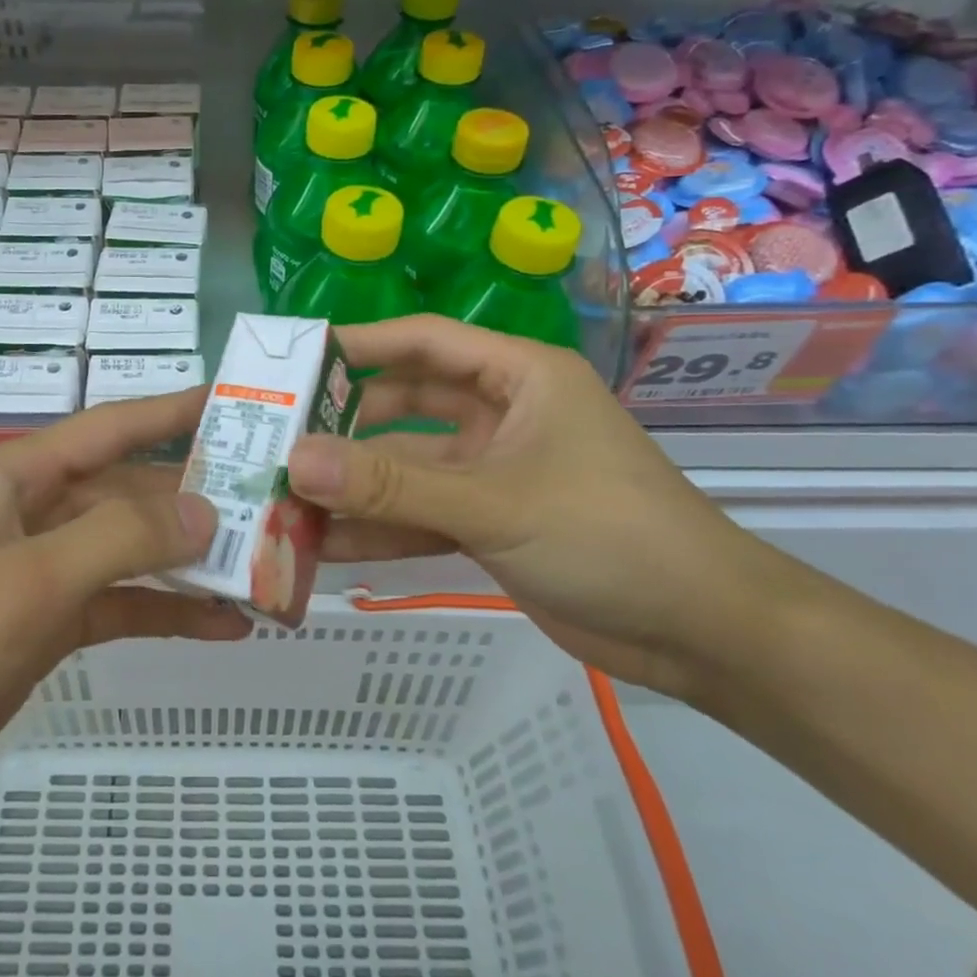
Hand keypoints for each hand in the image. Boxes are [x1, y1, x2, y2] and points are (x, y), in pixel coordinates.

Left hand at [0, 389, 248, 825]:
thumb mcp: (30, 582)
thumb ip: (121, 538)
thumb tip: (207, 511)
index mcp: (22, 478)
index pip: (112, 427)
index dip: (174, 411)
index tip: (237, 403)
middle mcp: (38, 511)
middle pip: (132, 491)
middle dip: (199, 498)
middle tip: (275, 503)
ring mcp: (46, 568)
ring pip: (133, 549)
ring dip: (192, 559)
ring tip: (266, 567)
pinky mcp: (50, 620)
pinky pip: (122, 602)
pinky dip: (169, 610)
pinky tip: (224, 625)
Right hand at [284, 316, 783, 697]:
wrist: (701, 635)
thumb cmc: (608, 534)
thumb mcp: (493, 502)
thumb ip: (391, 485)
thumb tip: (296, 460)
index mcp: (518, 376)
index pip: (424, 342)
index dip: (359, 345)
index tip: (293, 360)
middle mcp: (501, 415)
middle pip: (405, 406)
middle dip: (344, 427)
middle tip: (275, 440)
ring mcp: (492, 472)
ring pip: (407, 468)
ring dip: (355, 485)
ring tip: (285, 498)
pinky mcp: (489, 523)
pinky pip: (421, 515)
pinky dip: (379, 529)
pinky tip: (324, 546)